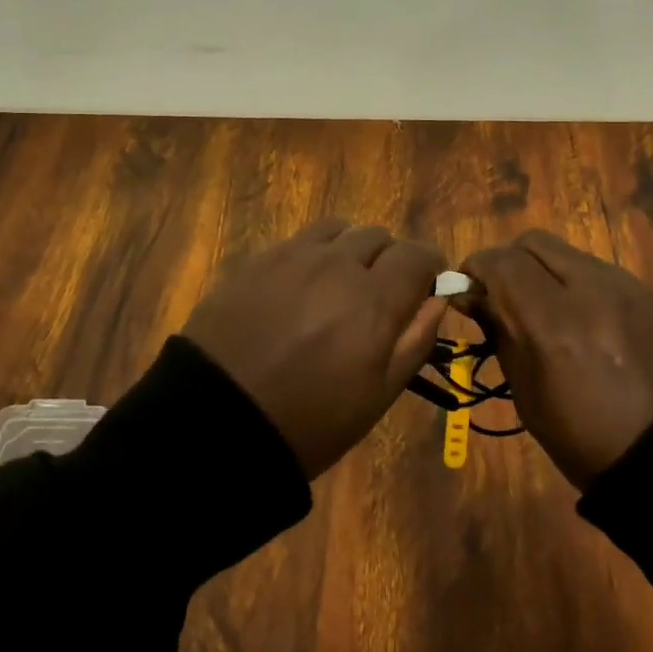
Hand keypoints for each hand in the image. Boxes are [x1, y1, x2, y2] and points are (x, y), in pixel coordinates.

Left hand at [183, 218, 446, 477]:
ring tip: (337, 284)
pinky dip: (313, 255)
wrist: (215, 422)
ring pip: (339, 229)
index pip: (418, 254)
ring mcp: (293, 255)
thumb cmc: (307, 422)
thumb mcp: (376, 397)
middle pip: (378, 236)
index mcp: (373, 300)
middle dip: (388, 260)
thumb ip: (414, 340)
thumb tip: (437, 298)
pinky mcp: (258, 258)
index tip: (426, 286)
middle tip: (377, 296)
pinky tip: (299, 288)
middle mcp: (337, 264)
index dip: (429, 266)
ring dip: (349, 249)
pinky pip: (300, 240)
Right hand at [462, 230, 652, 487]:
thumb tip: (476, 298)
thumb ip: (502, 336)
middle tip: (503, 296)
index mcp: (554, 324)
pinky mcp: (650, 293)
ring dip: (544, 270)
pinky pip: (599, 271)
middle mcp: (590, 290)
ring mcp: (626, 287)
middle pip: (532, 242)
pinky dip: (577, 283)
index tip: (468, 293)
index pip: (500, 262)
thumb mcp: (531, 399)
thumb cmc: (593, 444)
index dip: (475, 269)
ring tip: (545, 309)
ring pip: (567, 252)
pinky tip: (584, 320)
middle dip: (508, 261)